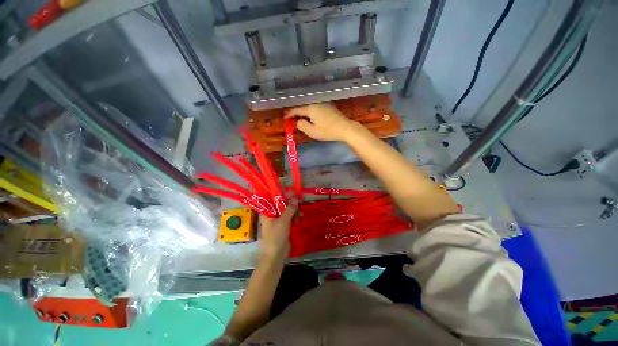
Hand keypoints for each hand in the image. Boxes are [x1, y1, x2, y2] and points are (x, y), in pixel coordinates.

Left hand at [259, 191, 297, 259]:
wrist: (276, 255)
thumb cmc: (276, 236)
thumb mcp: (283, 221)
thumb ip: (290, 208)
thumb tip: (296, 198)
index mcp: (267, 211)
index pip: (274, 198)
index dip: (283, 194)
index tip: (293, 194)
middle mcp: (272, 213)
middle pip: (282, 203)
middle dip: (291, 204)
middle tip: (298, 205)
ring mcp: (278, 219)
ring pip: (288, 209)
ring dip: (295, 211)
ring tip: (299, 216)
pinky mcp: (284, 224)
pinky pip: (290, 216)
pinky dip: (295, 217)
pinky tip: (298, 220)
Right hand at [284, 103, 358, 141]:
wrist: (345, 128)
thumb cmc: (327, 131)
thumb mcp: (312, 131)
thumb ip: (301, 125)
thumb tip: (298, 121)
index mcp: (311, 108)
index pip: (297, 110)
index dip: (289, 114)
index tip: (284, 117)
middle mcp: (316, 103)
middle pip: (303, 107)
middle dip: (296, 113)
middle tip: (291, 118)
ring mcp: (324, 104)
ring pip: (310, 107)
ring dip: (304, 112)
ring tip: (299, 118)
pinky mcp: (329, 107)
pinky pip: (316, 108)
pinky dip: (311, 113)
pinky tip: (311, 117)